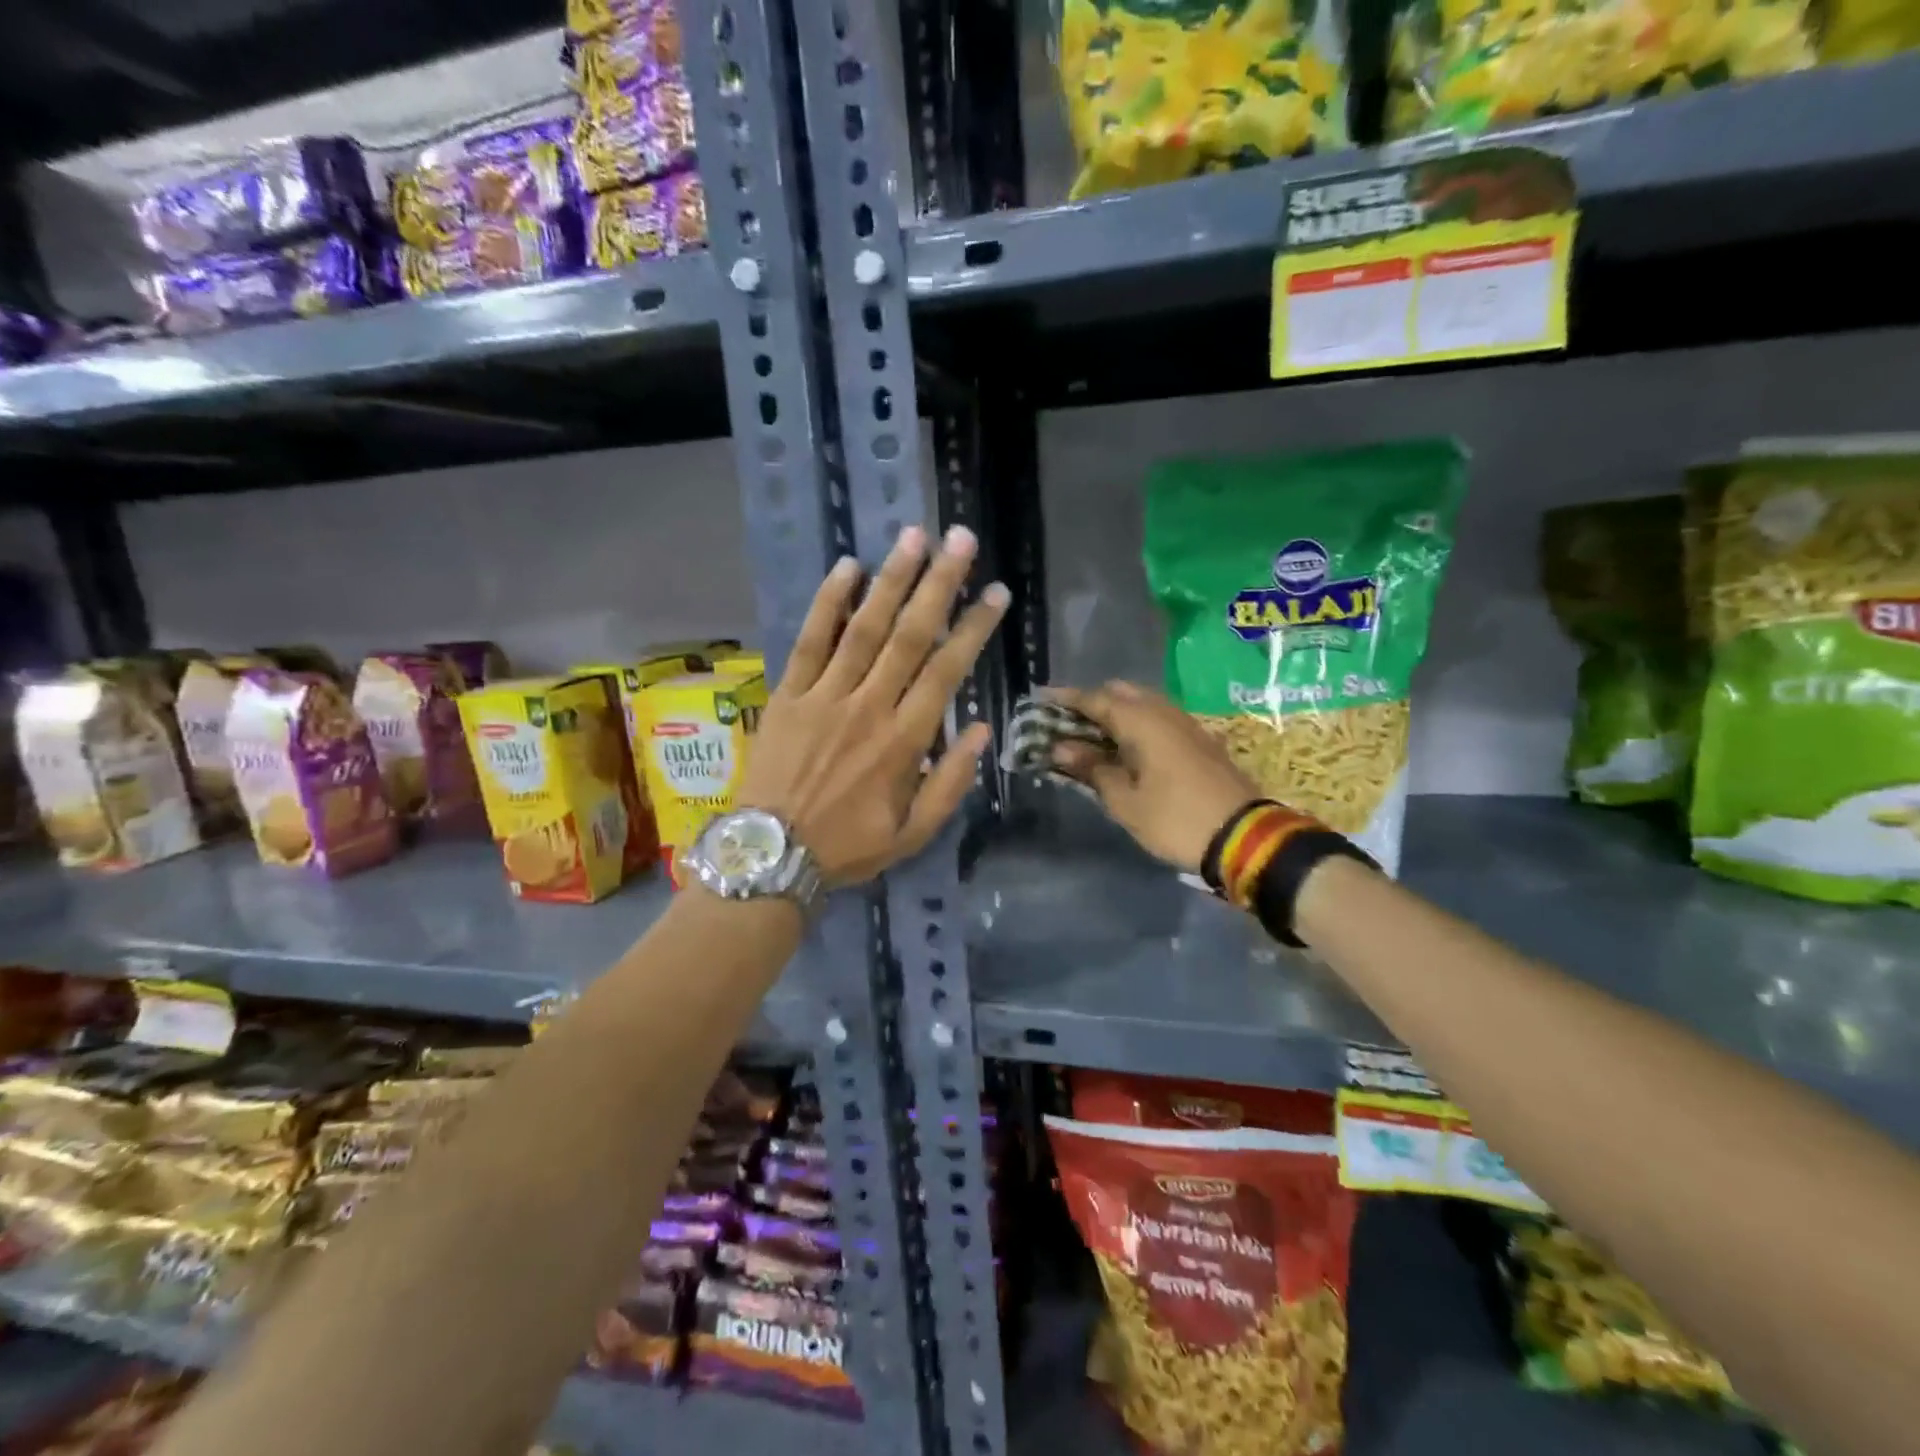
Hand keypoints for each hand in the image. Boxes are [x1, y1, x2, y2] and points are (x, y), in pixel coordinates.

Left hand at [736, 525, 1007, 885]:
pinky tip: (848, 568)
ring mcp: (824, 696)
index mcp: (904, 741)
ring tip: (914, 536)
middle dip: (939, 584)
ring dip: (891, 580)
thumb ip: (951, 783)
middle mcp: (868, 707)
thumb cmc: (848, 846)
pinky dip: (827, 603)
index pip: (946, 671)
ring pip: (863, 628)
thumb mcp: (914, 834)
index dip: (974, 629)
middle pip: (909, 636)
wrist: (770, 854)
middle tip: (961, 539)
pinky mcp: (788, 694)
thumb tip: (982, 730)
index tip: (996, 592)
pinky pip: (810, 641)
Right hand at [1046, 681, 1260, 873]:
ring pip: (1143, 704)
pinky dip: (1136, 724)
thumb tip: (1061, 747)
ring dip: (1115, 713)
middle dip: (1091, 703)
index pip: (1094, 699)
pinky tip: (1126, 747)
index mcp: (1141, 721)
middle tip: (1066, 723)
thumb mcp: (1124, 801)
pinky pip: (1159, 718)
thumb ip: (1092, 768)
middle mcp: (1164, 712)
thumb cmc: (1175, 819)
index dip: (1065, 699)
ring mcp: (1186, 724)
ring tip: (1092, 736)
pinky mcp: (1199, 740)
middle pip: (1120, 693)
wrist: (1244, 837)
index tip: (1039, 699)